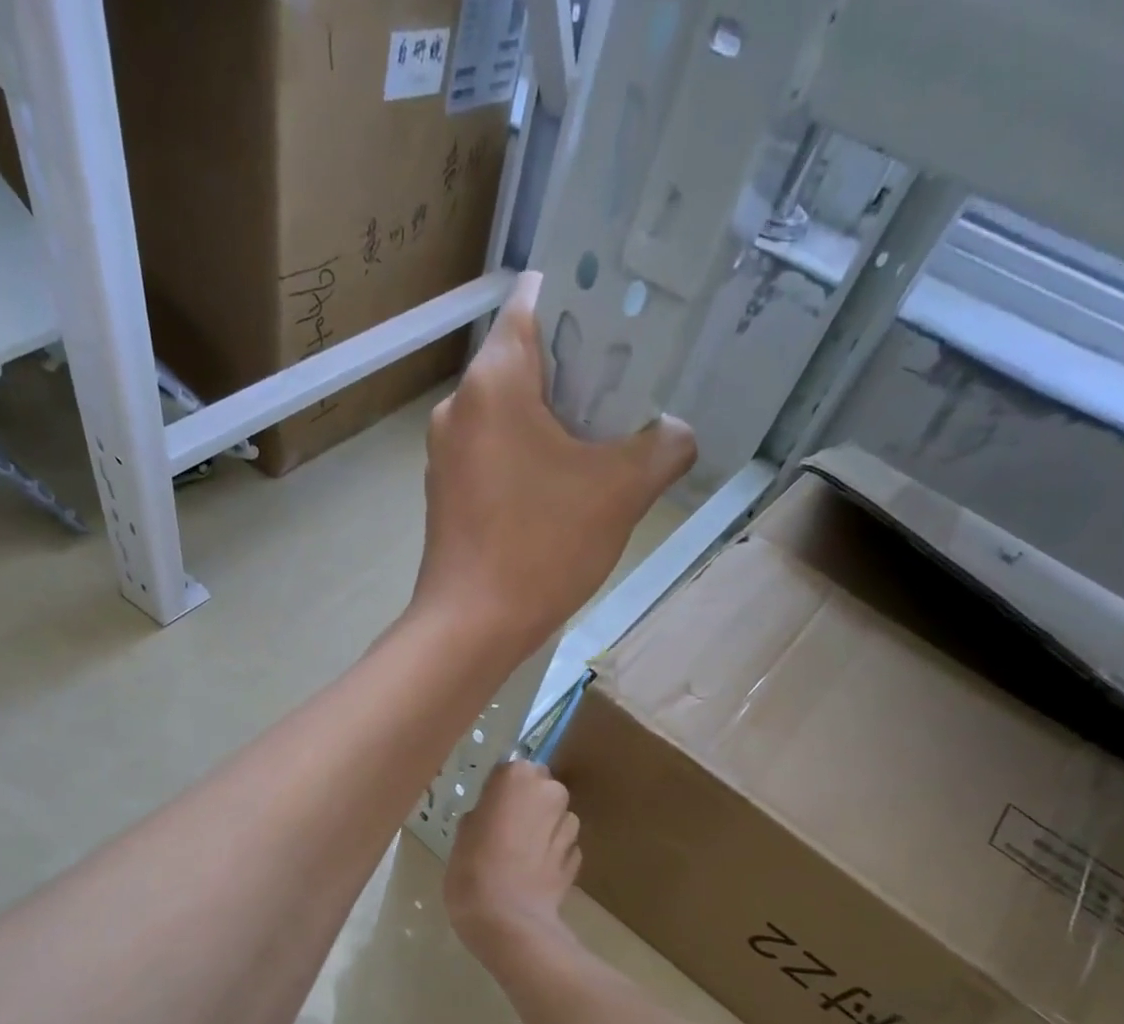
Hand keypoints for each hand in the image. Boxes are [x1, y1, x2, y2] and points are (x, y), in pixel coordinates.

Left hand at [413, 271, 696, 658]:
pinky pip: (495, 452)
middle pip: (526, 358)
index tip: (628, 324)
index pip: (538, 297)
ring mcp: (447, 453)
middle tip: (631, 391)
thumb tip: (676, 433)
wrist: (471, 628)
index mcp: (494, 380)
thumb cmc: (541, 547)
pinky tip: (562, 487)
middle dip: (581, 369)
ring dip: (556, 419)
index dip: (587, 298)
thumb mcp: (621, 491)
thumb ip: (663, 446)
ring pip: (510, 410)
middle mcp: (459, 405)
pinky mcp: (447, 492)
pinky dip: (529, 455)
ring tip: (604, 443)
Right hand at [445, 759, 580, 959]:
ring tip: (518, 857)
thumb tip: (492, 814)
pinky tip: (532, 875)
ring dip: (542, 829)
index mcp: (518, 776)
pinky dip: (551, 855)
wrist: (509, 921)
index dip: (500, 791)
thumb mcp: (463, 833)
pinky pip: (562, 847)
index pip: (511, 770)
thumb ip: (483, 812)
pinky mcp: (578, 857)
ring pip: (555, 818)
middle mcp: (551, 792)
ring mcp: (569, 825)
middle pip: (540, 789)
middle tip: (502, 832)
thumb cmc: (473, 869)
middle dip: (527, 805)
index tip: (488, 811)